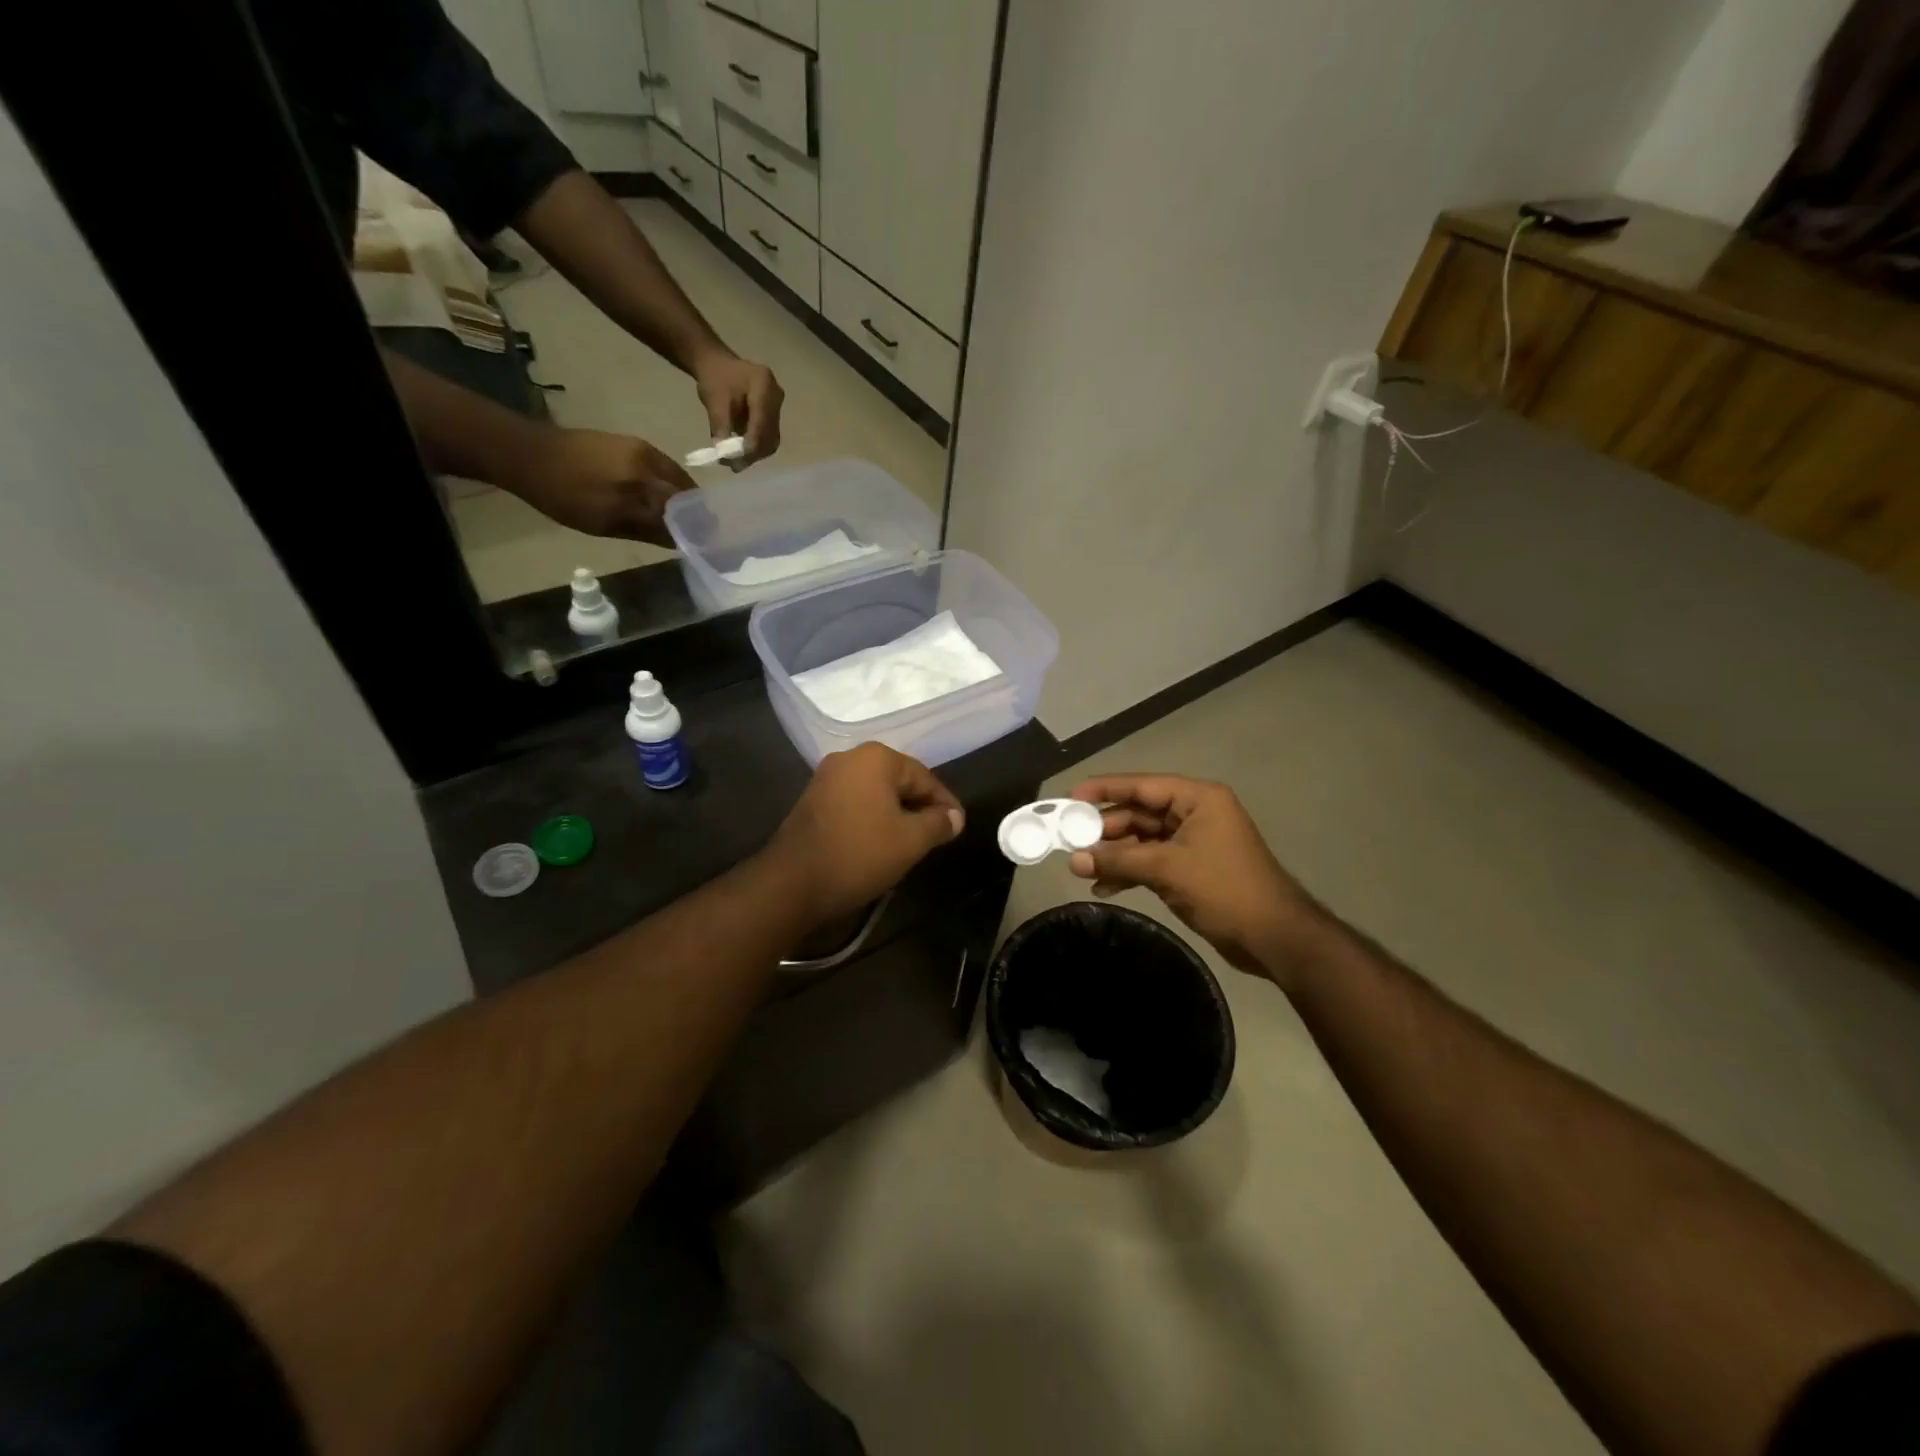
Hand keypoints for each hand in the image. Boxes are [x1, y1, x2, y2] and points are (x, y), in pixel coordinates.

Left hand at [507, 429, 696, 544]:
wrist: (530, 454)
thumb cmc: (562, 496)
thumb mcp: (604, 524)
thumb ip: (647, 531)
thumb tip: (680, 542)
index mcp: (639, 489)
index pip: (682, 513)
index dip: (697, 529)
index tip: (706, 544)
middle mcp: (646, 467)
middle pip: (685, 495)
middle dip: (696, 514)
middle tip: (701, 531)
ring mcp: (642, 451)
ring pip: (677, 480)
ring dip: (686, 498)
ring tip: (686, 515)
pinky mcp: (635, 443)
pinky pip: (665, 467)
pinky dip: (672, 483)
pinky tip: (666, 495)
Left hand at [692, 351, 783, 465]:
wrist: (718, 364)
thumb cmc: (715, 378)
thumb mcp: (714, 401)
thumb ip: (720, 426)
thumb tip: (724, 455)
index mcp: (763, 384)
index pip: (762, 420)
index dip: (752, 443)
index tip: (738, 460)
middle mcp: (776, 396)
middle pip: (770, 432)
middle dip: (753, 452)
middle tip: (734, 465)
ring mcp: (778, 406)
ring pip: (771, 438)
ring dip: (755, 452)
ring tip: (736, 461)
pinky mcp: (774, 415)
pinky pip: (769, 436)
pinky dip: (756, 446)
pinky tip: (742, 451)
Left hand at [765, 744, 964, 924]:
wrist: (792, 882)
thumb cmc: (859, 854)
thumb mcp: (911, 841)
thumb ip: (938, 824)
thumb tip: (955, 817)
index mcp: (876, 758)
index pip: (924, 777)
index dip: (945, 803)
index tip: (959, 826)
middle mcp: (850, 758)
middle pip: (899, 781)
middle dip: (920, 807)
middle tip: (938, 835)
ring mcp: (826, 778)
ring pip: (876, 793)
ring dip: (896, 814)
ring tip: (913, 841)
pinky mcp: (812, 800)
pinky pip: (855, 803)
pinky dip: (872, 818)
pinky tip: (880, 842)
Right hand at [1066, 775, 1324, 979]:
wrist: (1274, 937)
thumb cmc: (1225, 889)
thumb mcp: (1168, 869)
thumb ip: (1119, 860)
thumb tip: (1074, 860)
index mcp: (1198, 799)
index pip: (1142, 786)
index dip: (1105, 789)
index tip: (1071, 797)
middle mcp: (1194, 814)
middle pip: (1140, 813)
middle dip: (1106, 830)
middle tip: (1071, 841)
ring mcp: (1193, 843)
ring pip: (1142, 840)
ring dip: (1115, 854)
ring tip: (1081, 868)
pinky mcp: (1190, 870)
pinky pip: (1151, 862)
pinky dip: (1130, 872)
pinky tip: (1104, 887)